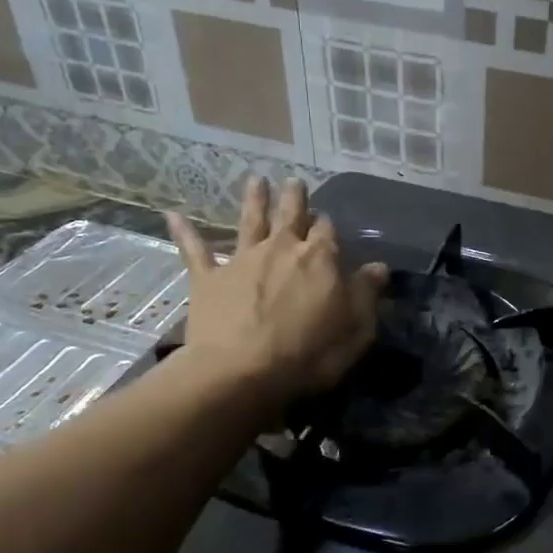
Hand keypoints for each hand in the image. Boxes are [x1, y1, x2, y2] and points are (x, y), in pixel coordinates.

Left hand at [165, 177, 386, 402]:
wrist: (241, 372)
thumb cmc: (309, 354)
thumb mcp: (356, 329)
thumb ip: (367, 294)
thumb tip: (379, 266)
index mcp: (320, 260)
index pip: (328, 232)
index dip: (328, 225)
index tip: (327, 221)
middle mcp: (282, 249)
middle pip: (290, 215)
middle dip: (294, 197)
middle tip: (293, 181)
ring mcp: (242, 260)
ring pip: (250, 222)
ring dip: (253, 200)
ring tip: (255, 180)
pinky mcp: (208, 278)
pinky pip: (195, 250)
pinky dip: (185, 233)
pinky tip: (174, 216)